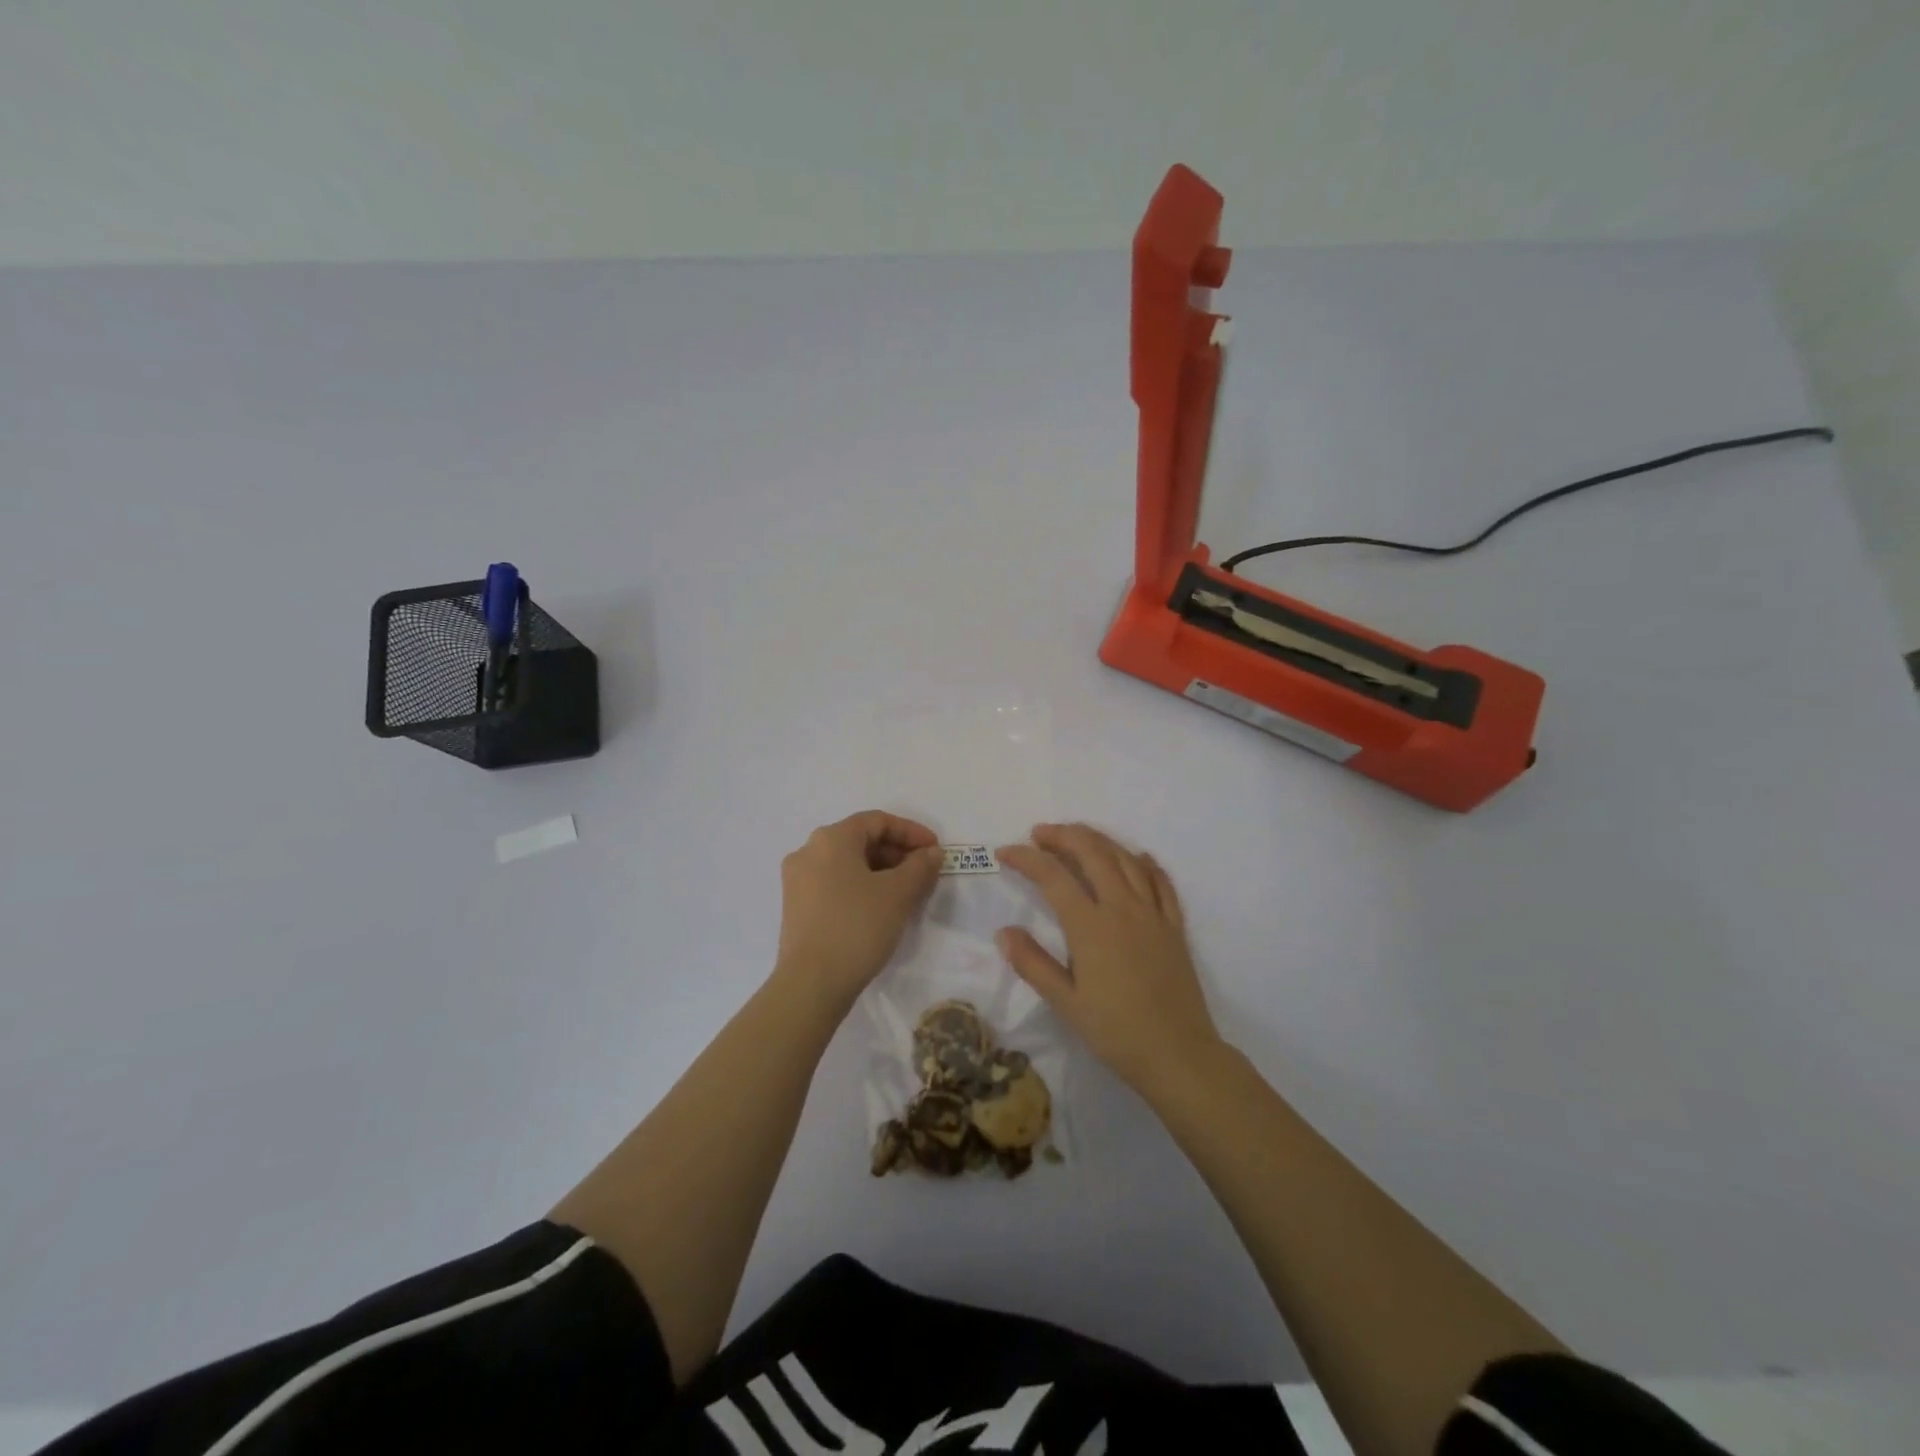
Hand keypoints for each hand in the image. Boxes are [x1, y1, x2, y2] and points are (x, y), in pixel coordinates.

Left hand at [774, 811, 943, 1012]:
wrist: (811, 983)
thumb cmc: (857, 926)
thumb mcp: (898, 894)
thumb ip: (920, 867)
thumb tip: (931, 853)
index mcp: (831, 838)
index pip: (877, 821)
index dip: (911, 832)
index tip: (935, 850)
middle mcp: (809, 851)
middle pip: (860, 840)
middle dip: (896, 853)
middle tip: (924, 873)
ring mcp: (798, 880)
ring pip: (847, 864)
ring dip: (881, 871)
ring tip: (907, 892)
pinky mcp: (796, 906)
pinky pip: (834, 883)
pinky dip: (861, 887)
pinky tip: (880, 908)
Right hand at [996, 823, 1222, 1091]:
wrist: (1178, 1055)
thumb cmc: (1116, 1031)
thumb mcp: (1065, 1003)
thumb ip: (1032, 963)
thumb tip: (1003, 931)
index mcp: (1090, 926)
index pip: (1052, 877)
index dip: (1026, 858)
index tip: (1005, 852)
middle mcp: (1122, 908)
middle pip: (1092, 853)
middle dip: (1062, 836)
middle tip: (1040, 834)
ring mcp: (1152, 913)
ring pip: (1125, 858)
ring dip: (1098, 840)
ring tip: (1078, 836)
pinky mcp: (1174, 925)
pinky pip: (1161, 881)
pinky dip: (1144, 862)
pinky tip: (1136, 857)